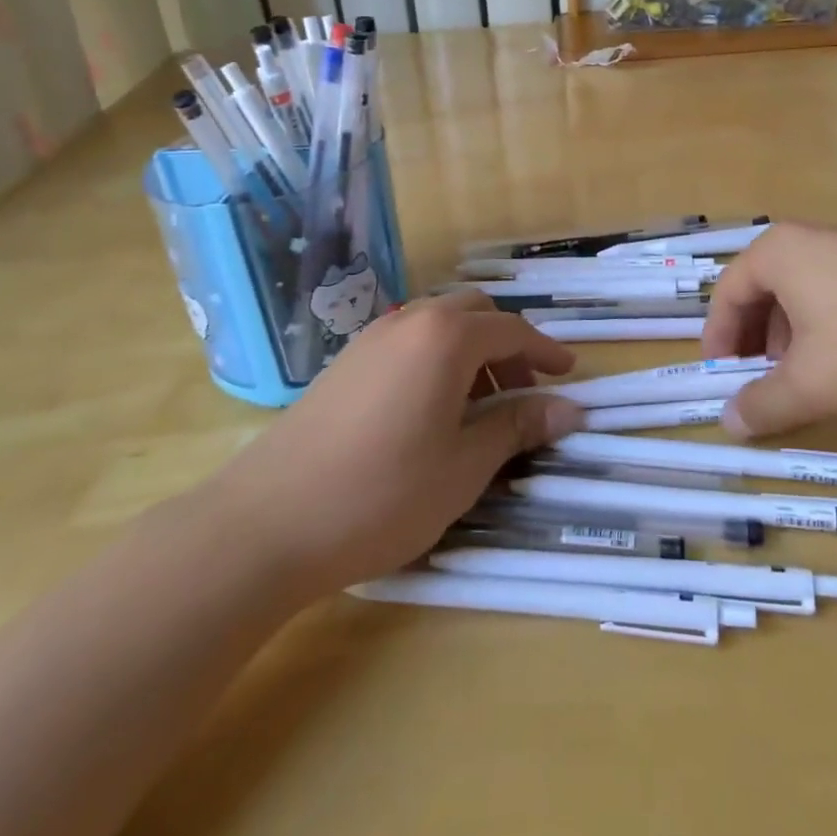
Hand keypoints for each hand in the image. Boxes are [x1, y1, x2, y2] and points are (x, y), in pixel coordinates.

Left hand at [215, 291, 583, 597]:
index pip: (511, 330)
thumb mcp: (464, 466)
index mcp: (446, 337)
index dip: (545, 352)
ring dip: (470, 350)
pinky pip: (407, 341)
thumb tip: (570, 409)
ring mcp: (371, 338)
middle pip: (474, 313)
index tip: (569, 375)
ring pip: (438, 324)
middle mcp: (410, 321)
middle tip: (524, 391)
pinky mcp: (345, 362)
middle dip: (507, 344)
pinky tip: (431, 409)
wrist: (266, 523)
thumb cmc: (382, 494)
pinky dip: (435, 359)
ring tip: (480, 406)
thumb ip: (518, 427)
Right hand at [700, 223, 836, 437]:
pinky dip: (827, 329)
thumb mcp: (813, 384)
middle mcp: (810, 239)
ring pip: (802, 294)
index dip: (718, 337)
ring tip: (803, 379)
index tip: (720, 375)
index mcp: (778, 252)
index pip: (728, 293)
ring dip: (790, 338)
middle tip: (758, 380)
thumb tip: (728, 423)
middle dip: (755, 340)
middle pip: (763, 290)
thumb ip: (764, 405)